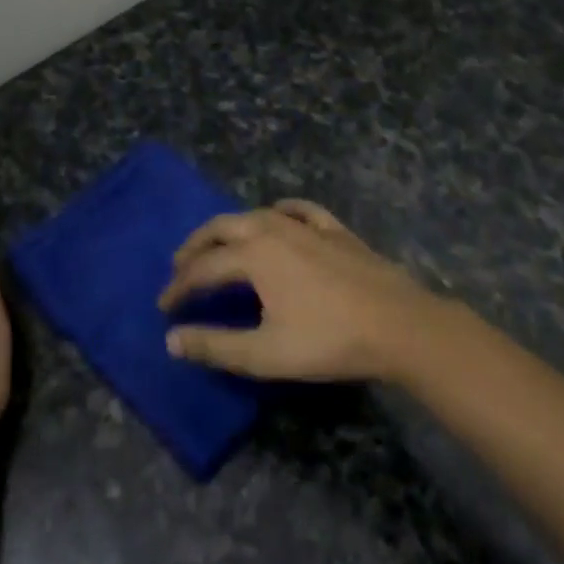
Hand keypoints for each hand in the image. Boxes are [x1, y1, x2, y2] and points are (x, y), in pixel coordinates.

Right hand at [157, 200, 441, 382]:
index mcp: (254, 255)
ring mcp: (308, 226)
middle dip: (196, 246)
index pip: (203, 269)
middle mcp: (274, 229)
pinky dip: (279, 211)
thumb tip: (172, 339)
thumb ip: (215, 346)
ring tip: (218, 245)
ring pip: (256, 215)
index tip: (164, 307)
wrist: (399, 325)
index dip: (180, 288)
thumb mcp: (265, 353)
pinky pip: (299, 210)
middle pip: (223, 228)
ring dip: (230, 229)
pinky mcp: (335, 230)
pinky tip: (278, 215)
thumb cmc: (328, 340)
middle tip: (179, 266)